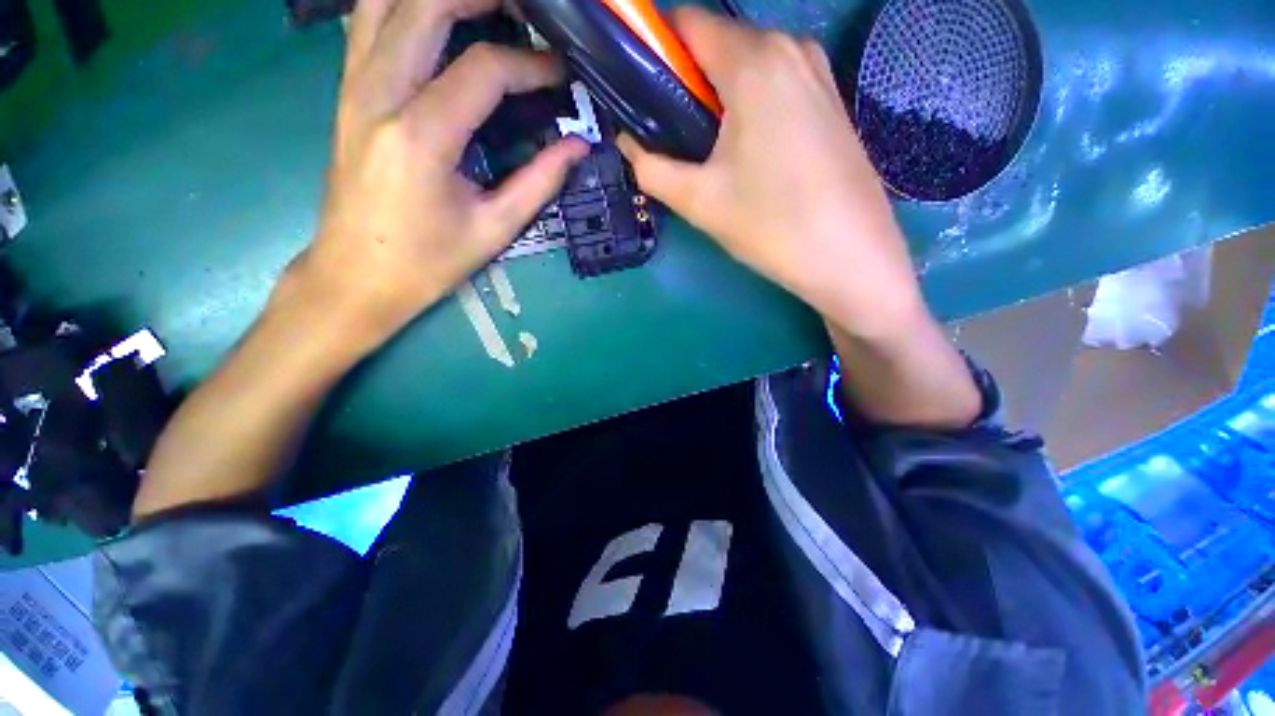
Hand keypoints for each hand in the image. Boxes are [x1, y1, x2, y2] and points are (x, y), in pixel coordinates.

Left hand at [295, 0, 587, 353]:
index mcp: (421, 136)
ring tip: (484, 6)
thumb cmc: (428, 262)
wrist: (357, 275)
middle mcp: (378, 94)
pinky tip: (435, 19)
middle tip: (526, 13)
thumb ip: (539, 182)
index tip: (562, 75)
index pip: (483, 70)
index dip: (532, 66)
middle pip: (426, 5)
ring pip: (385, 1)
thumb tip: (578, 147)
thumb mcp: (494, 228)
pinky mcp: (346, 93)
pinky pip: (367, 23)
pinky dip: (403, 6)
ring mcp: (353, 87)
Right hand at [618, 8, 924, 340]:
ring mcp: (817, 71)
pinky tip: (748, 153)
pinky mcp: (830, 99)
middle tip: (675, 138)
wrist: (850, 255)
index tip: (644, 95)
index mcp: (753, 61)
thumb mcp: (699, 201)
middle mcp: (789, 47)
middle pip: (718, 44)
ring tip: (710, 153)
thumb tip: (628, 146)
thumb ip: (651, 168)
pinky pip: (775, 84)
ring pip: (748, 66)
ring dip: (718, 98)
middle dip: (687, 83)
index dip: (655, 50)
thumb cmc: (771, 225)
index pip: (687, 23)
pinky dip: (750, 105)